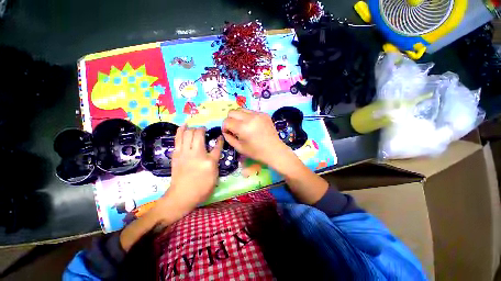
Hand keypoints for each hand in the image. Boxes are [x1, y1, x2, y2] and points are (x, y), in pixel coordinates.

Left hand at [120, 125, 222, 251]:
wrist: (182, 196)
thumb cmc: (201, 188)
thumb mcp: (214, 176)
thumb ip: (215, 162)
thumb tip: (214, 152)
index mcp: (210, 161)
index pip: (217, 147)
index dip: (220, 140)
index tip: (220, 137)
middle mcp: (197, 154)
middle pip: (199, 135)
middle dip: (203, 130)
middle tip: (204, 130)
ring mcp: (185, 153)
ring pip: (188, 134)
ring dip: (193, 128)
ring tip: (195, 127)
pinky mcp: (176, 154)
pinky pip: (178, 139)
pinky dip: (181, 130)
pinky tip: (184, 125)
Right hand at [223, 109, 328, 204]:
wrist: (275, 150)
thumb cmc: (256, 152)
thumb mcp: (239, 148)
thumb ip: (229, 138)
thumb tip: (225, 130)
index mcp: (243, 127)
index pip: (227, 121)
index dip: (224, 127)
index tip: (228, 133)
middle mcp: (250, 117)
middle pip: (232, 112)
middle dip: (230, 120)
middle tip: (234, 128)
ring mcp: (258, 114)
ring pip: (241, 109)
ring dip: (238, 117)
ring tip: (243, 126)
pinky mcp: (264, 114)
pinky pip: (251, 111)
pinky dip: (248, 117)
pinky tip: (252, 125)